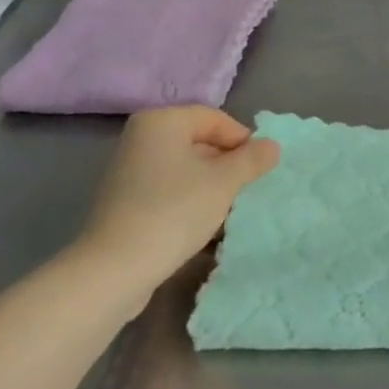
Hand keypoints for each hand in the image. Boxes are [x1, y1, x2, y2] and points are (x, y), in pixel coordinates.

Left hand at [73, 107, 278, 300]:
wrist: (116, 269)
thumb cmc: (175, 211)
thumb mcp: (225, 181)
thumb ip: (252, 159)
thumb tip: (272, 146)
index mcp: (161, 122)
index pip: (215, 119)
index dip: (242, 140)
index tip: (260, 168)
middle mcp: (141, 139)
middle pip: (200, 143)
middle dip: (229, 165)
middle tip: (249, 189)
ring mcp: (130, 172)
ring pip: (187, 170)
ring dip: (213, 187)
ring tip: (231, 211)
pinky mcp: (127, 203)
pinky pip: (170, 192)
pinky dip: (192, 202)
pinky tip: (207, 227)